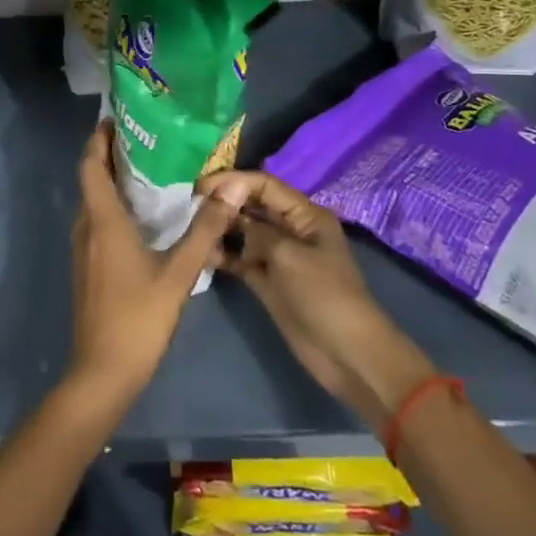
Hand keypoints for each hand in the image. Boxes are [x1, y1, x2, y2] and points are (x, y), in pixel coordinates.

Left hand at [66, 122, 244, 411]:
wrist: (103, 372)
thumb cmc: (139, 318)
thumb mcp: (180, 274)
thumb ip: (204, 232)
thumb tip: (228, 192)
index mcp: (103, 221)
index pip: (90, 166)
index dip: (97, 139)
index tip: (114, 119)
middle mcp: (86, 228)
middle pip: (90, 180)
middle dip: (108, 156)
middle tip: (142, 139)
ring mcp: (83, 250)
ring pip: (93, 203)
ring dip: (110, 182)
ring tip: (146, 170)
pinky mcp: (86, 268)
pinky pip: (96, 223)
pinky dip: (112, 207)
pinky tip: (140, 216)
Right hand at [200, 170, 434, 427]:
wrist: (345, 353)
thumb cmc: (323, 295)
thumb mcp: (289, 255)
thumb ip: (257, 231)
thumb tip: (233, 218)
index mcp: (305, 215)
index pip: (265, 185)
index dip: (234, 181)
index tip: (202, 187)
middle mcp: (291, 229)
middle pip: (252, 206)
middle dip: (224, 203)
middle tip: (190, 206)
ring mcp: (278, 256)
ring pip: (243, 233)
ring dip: (221, 229)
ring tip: (191, 228)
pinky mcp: (267, 281)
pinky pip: (240, 259)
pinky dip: (223, 255)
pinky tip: (201, 253)